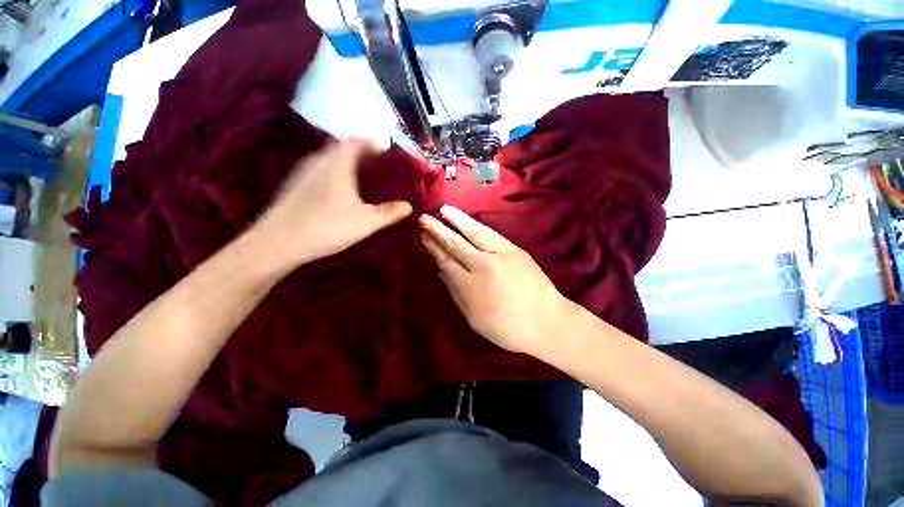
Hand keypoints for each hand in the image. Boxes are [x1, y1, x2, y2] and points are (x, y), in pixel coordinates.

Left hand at [255, 140, 411, 269]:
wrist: (278, 243)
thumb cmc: (328, 227)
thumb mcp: (366, 222)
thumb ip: (390, 212)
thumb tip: (409, 206)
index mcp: (337, 163)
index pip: (357, 142)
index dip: (373, 143)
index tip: (387, 149)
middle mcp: (318, 160)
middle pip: (342, 147)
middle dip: (361, 151)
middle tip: (378, 162)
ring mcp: (303, 171)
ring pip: (329, 157)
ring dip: (347, 160)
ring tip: (362, 173)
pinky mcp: (295, 184)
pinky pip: (320, 168)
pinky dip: (334, 170)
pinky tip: (340, 188)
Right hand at [419, 205, 570, 356]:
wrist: (546, 322)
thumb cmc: (507, 328)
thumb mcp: (474, 318)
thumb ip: (456, 293)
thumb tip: (441, 271)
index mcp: (470, 287)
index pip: (446, 261)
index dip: (433, 248)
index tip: (423, 237)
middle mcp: (482, 266)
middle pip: (455, 244)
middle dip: (437, 230)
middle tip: (423, 218)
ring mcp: (500, 255)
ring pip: (472, 233)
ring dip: (456, 220)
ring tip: (443, 209)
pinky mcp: (514, 249)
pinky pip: (490, 234)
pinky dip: (475, 224)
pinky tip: (467, 219)